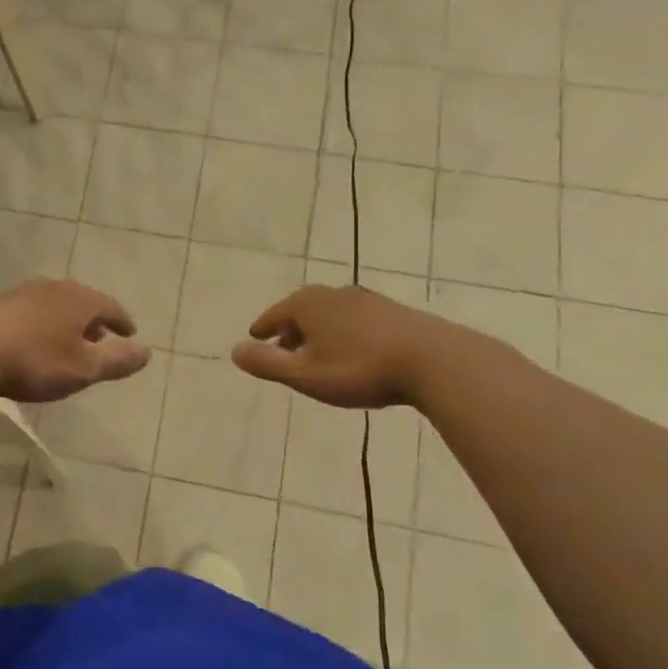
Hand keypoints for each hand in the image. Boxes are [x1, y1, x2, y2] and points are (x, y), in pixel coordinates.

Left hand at [0, 279, 150, 402]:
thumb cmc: (33, 360)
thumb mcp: (82, 369)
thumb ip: (116, 361)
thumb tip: (147, 351)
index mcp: (78, 299)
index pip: (109, 306)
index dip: (122, 321)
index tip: (130, 333)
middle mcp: (53, 288)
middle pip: (82, 301)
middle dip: (94, 320)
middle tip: (101, 337)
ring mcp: (22, 293)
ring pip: (55, 304)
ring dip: (67, 322)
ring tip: (69, 341)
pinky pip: (32, 311)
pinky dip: (44, 324)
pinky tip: (35, 341)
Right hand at [230, 284, 440, 408]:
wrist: (434, 360)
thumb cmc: (359, 368)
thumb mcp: (305, 374)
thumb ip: (267, 364)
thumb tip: (233, 351)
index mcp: (307, 305)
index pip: (275, 314)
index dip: (263, 329)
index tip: (254, 339)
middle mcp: (333, 294)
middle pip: (302, 310)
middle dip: (290, 329)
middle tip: (283, 349)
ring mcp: (365, 300)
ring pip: (330, 314)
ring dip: (319, 331)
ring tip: (317, 353)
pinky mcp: (392, 312)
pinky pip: (355, 320)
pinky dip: (344, 332)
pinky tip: (353, 351)